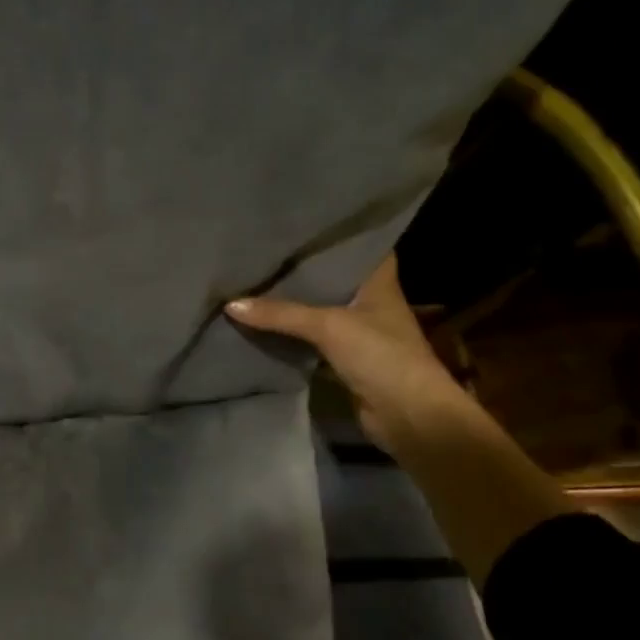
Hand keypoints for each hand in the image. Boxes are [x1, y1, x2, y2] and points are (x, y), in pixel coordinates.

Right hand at [225, 254, 463, 451]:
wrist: (409, 416)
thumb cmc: (382, 356)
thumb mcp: (328, 326)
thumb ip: (280, 313)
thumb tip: (230, 304)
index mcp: (379, 283)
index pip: (360, 247)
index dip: (335, 234)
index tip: (301, 222)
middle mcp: (369, 302)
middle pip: (331, 278)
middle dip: (301, 269)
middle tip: (263, 250)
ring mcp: (358, 333)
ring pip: (318, 309)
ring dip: (293, 303)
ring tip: (254, 281)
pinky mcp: (344, 360)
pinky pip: (310, 339)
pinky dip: (290, 334)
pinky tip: (261, 322)